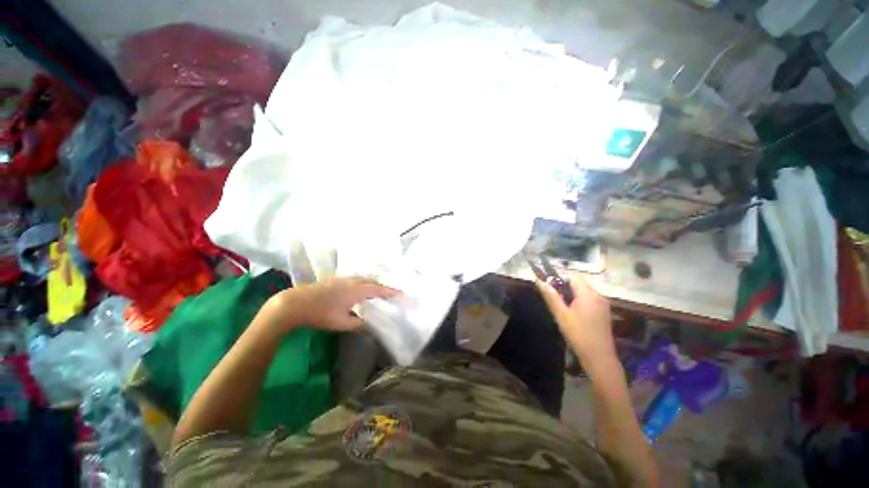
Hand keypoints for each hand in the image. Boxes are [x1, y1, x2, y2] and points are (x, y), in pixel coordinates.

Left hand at [270, 277, 400, 331]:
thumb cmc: (321, 314)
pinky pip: (357, 278)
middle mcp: (354, 280)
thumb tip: (369, 324)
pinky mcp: (336, 279)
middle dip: (384, 287)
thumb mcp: (342, 323)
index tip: (403, 295)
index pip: (380, 289)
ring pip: (365, 278)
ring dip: (373, 284)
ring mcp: (344, 278)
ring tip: (379, 292)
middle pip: (374, 281)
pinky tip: (361, 290)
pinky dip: (364, 283)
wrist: (296, 303)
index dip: (393, 292)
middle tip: (392, 295)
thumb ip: (358, 323)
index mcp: (358, 290)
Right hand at [536, 275, 615, 363]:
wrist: (599, 358)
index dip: (560, 280)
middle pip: (579, 283)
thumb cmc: (578, 335)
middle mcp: (598, 295)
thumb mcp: (561, 315)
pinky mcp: (604, 312)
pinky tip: (573, 315)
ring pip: (583, 292)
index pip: (573, 277)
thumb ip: (551, 296)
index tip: (551, 291)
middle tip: (555, 302)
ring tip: (563, 310)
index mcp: (588, 294)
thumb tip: (539, 280)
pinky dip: (579, 302)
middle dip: (565, 288)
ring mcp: (603, 304)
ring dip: (571, 296)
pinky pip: (589, 300)